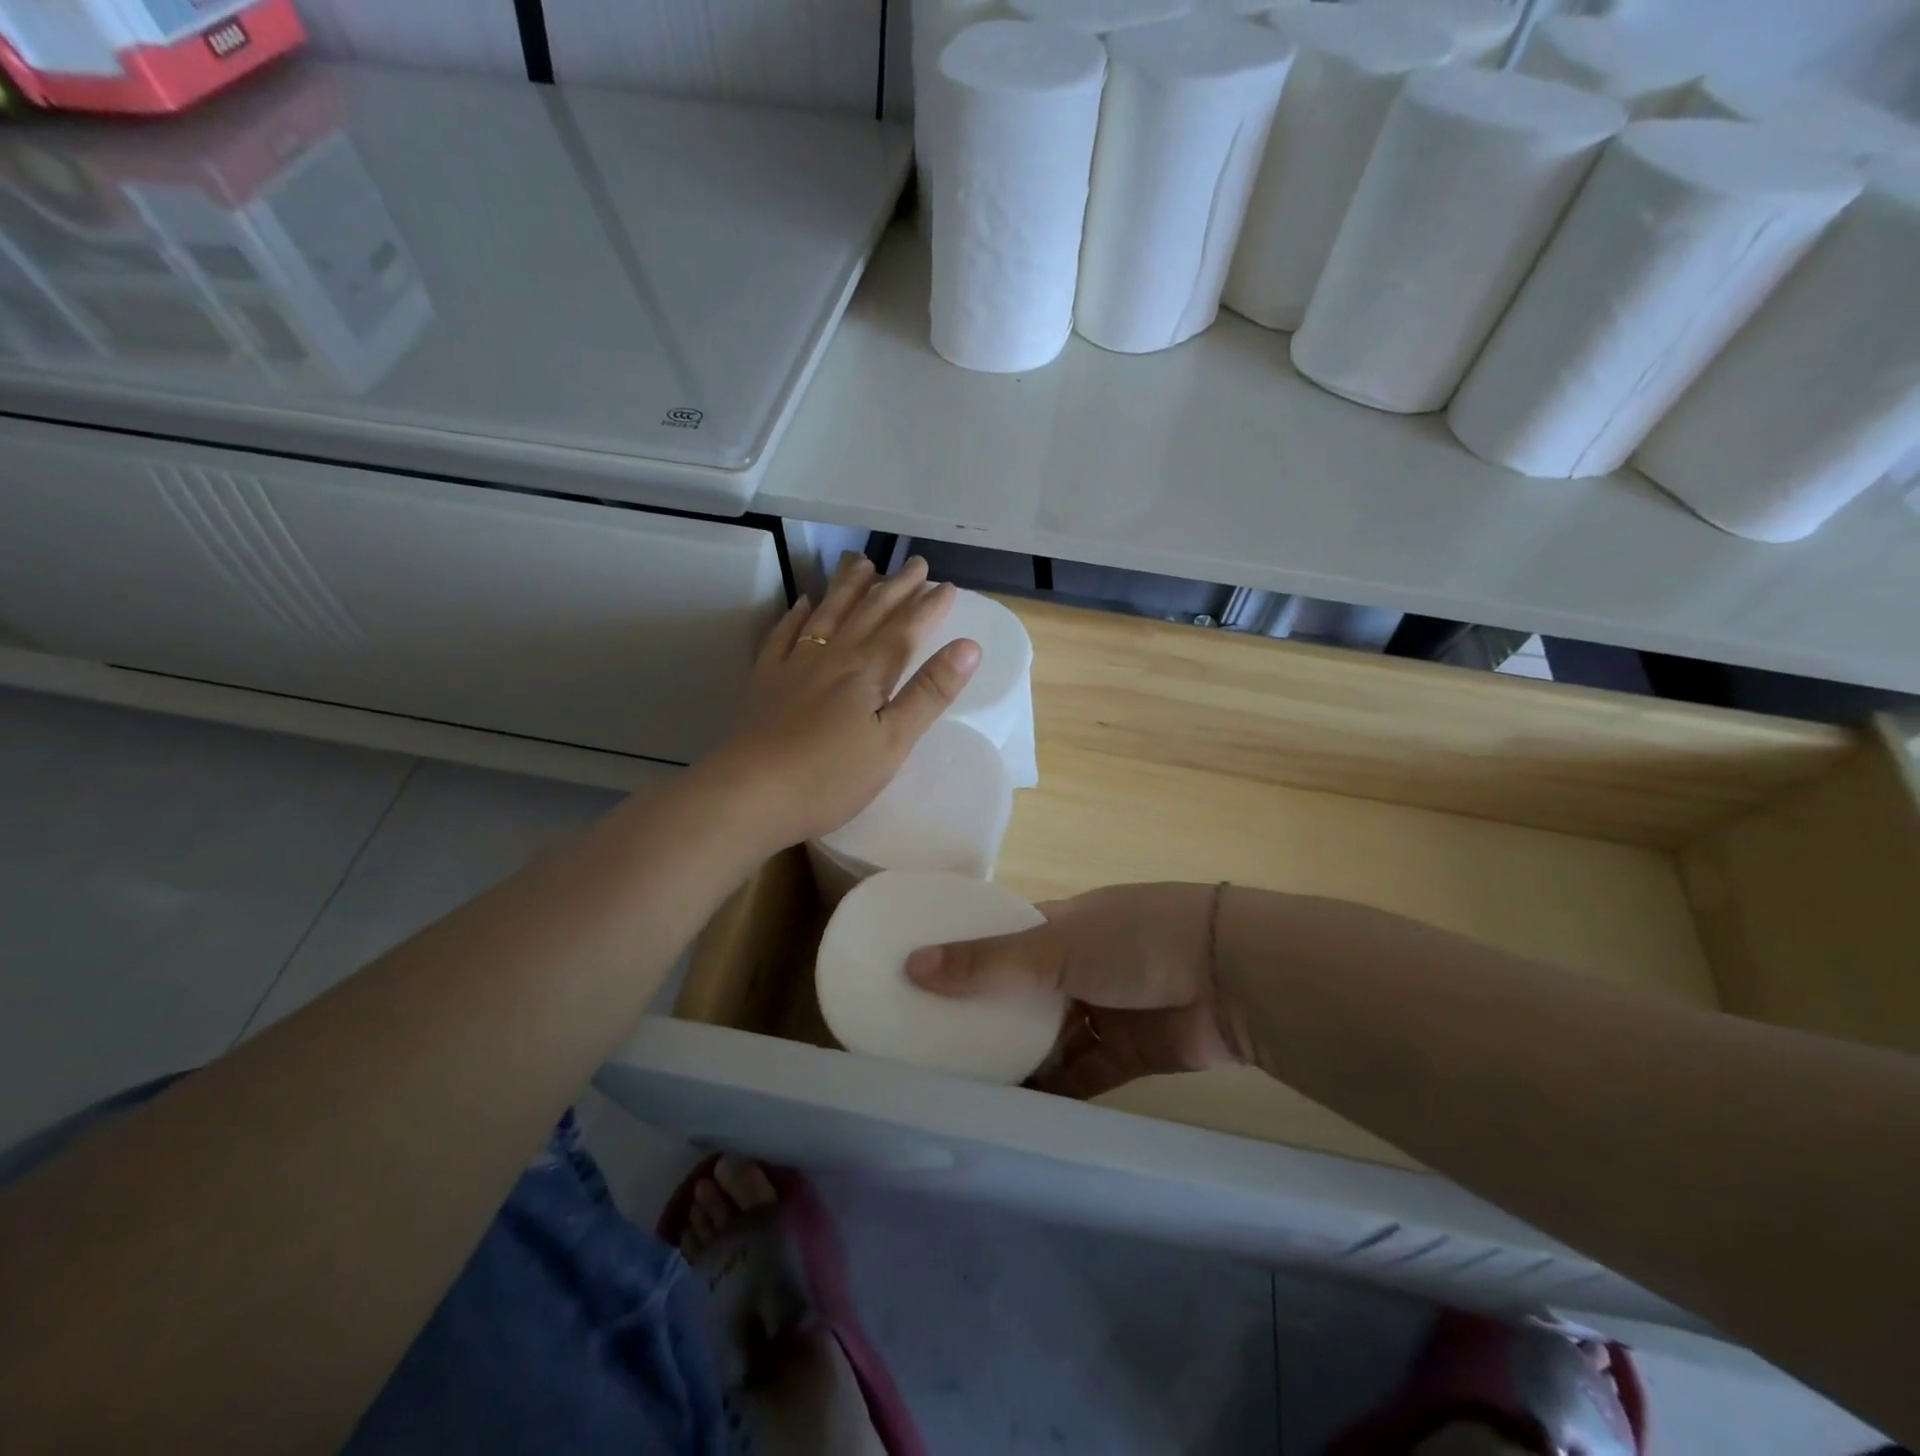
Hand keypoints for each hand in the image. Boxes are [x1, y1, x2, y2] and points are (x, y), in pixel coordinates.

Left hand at [703, 553, 980, 852]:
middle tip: (915, 563)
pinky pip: (784, 636)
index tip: (948, 586)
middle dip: (895, 587)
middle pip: (868, 612)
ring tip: (863, 563)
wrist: (750, 793)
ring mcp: (794, 666)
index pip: (905, 630)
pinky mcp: (766, 682)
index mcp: (868, 672)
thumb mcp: (893, 742)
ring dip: (848, 587)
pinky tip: (803, 603)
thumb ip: (929, 693)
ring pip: (827, 614)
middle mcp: (833, 657)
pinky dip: (796, 615)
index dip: (929, 607)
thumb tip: (969, 646)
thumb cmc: (831, 777)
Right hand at [906, 883, 1245, 1098]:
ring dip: (1017, 1059)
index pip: (1004, 938)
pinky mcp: (1127, 1053)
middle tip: (932, 1045)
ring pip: (1049, 1038)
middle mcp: (1078, 965)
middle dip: (986, 1016)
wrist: (1230, 978)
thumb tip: (912, 965)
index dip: (966, 955)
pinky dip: (1053, 1091)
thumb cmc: (1134, 940)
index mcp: (1061, 926)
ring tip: (962, 1086)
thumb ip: (986, 962)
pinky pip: (1080, 1075)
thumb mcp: (1053, 945)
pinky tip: (1014, 1112)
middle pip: (1022, 993)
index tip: (921, 980)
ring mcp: (1104, 1009)